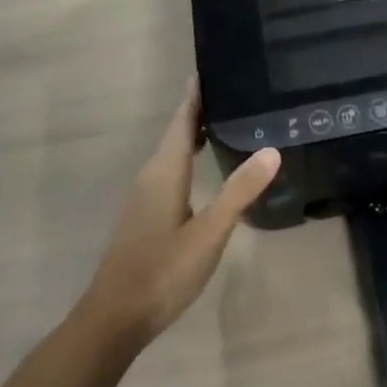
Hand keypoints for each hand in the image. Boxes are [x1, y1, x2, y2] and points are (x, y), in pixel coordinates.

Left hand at [80, 82, 281, 349]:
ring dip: (195, 133)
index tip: (213, 67)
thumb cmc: (163, 271)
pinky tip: (206, 167)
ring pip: (173, 151)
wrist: (114, 319)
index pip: (183, 119)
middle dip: (201, 109)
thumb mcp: (209, 233)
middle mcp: (152, 174)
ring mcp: (145, 196)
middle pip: (178, 131)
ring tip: (227, 121)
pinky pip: (170, 169)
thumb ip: (240, 191)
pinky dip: (189, 155)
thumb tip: (272, 149)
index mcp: (165, 170)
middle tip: (235, 92)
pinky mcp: (146, 214)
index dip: (196, 94)